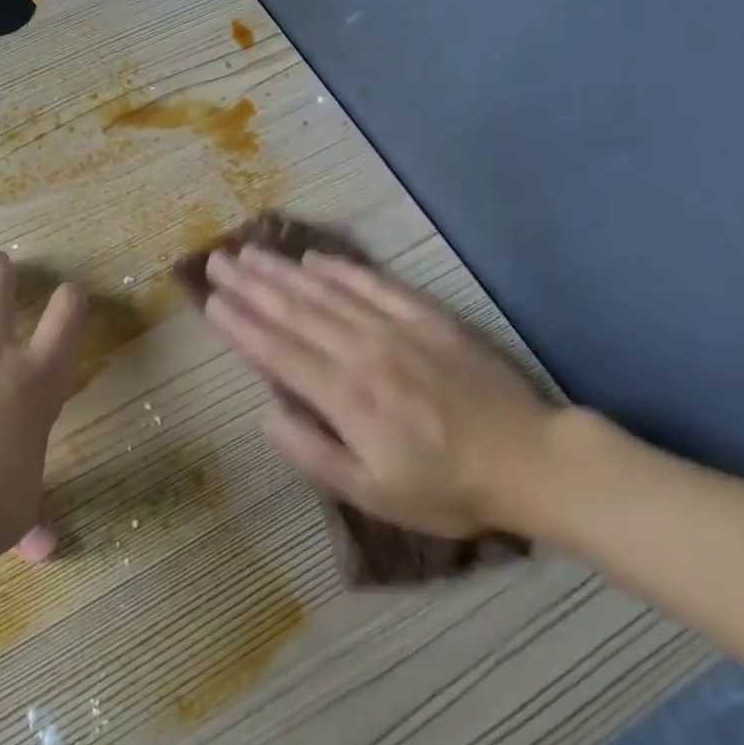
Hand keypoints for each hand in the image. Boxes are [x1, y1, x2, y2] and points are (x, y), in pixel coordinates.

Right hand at [201, 247, 560, 536]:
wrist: (532, 462)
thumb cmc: (446, 488)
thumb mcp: (372, 493)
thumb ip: (312, 454)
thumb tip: (265, 416)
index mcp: (345, 396)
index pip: (277, 350)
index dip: (240, 324)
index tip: (210, 301)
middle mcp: (363, 351)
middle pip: (295, 310)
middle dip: (251, 284)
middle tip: (217, 260)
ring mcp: (397, 329)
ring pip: (327, 292)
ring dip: (284, 270)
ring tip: (250, 251)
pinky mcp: (428, 318)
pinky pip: (376, 285)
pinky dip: (343, 269)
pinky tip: (317, 258)